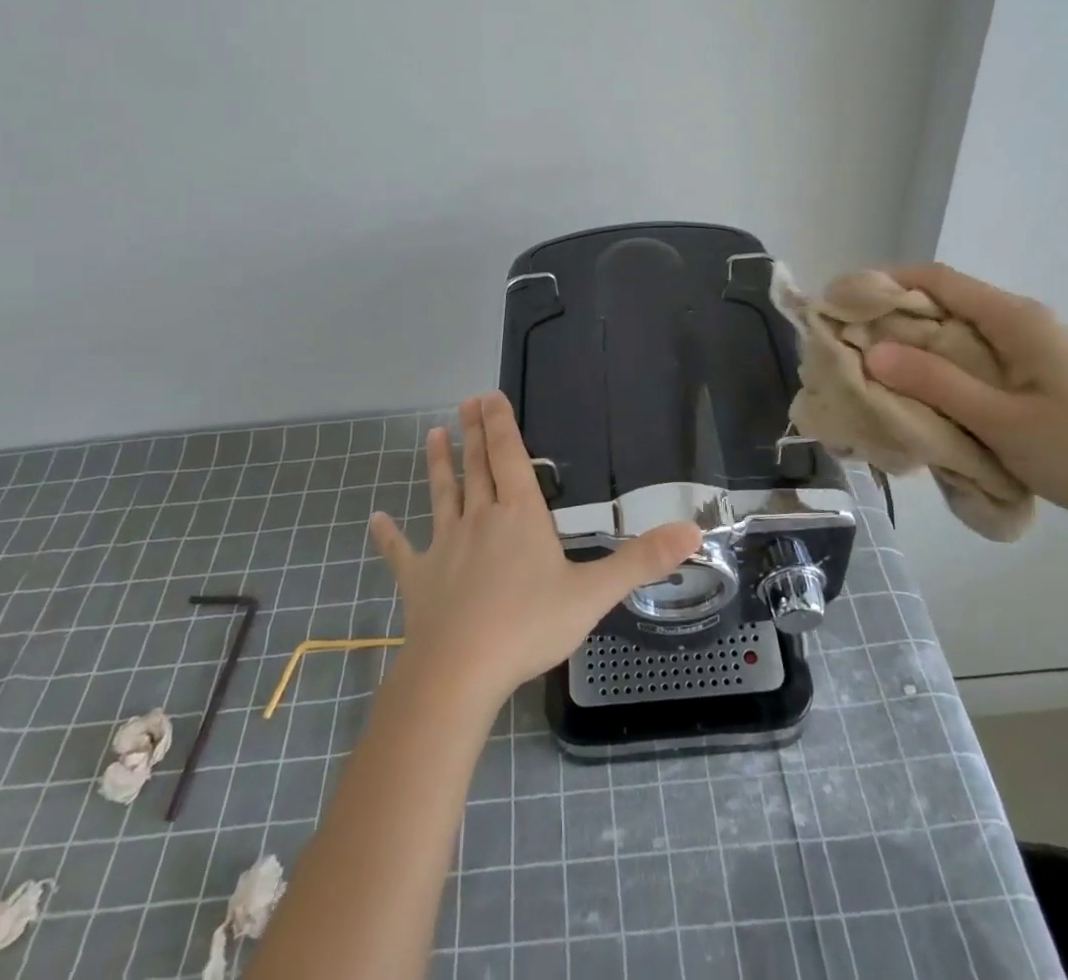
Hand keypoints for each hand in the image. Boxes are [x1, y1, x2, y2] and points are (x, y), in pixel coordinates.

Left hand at [367, 392, 701, 708]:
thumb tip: (694, 530)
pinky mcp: (419, 579)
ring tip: (432, 436)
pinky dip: (388, 534)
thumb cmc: (528, 627)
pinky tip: (373, 519)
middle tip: (464, 403)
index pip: (510, 458)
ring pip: (442, 496)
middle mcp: (480, 520)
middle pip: (477, 468)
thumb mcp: (593, 594)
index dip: (501, 425)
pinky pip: (401, 551)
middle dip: (473, 434)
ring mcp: (445, 547)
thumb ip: (641, 561)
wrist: (460, 672)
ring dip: (438, 466)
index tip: (488, 395)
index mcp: (519, 517)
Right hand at [863, 264, 1067, 545]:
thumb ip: (937, 384)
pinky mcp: (1032, 386)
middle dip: (891, 325)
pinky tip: (917, 408)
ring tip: (870, 381)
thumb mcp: (1004, 421)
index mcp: (1015, 319)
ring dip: (913, 358)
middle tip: (845, 352)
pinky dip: (939, 381)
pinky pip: (972, 371)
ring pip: (954, 343)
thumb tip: (873, 352)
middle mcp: (1019, 327)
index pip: (936, 279)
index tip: (840, 304)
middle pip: (941, 309)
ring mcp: (1028, 357)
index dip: (885, 282)